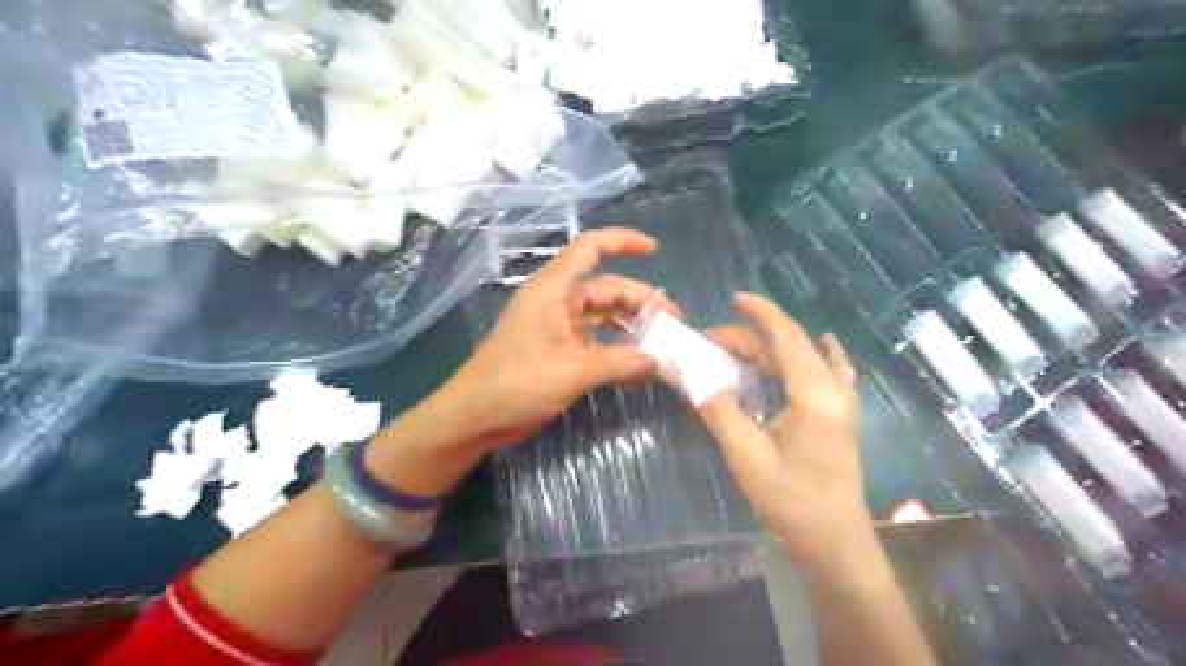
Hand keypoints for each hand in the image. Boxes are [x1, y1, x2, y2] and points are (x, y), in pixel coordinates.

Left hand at [444, 227, 680, 449]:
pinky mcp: (559, 351)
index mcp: (553, 290)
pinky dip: (617, 348)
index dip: (622, 241)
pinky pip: (596, 341)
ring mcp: (558, 327)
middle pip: (606, 288)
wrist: (476, 416)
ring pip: (603, 316)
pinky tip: (639, 364)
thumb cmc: (516, 383)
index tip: (655, 249)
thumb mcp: (571, 371)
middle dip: (641, 301)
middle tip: (674, 324)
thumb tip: (658, 360)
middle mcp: (557, 302)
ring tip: (662, 343)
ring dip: (631, 326)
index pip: (589, 248)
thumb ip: (618, 363)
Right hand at [696, 295, 867, 569]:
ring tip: (741, 349)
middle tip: (712, 342)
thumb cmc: (791, 499)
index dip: (761, 313)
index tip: (735, 299)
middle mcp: (833, 390)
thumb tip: (688, 372)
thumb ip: (718, 407)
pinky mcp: (841, 419)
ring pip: (808, 359)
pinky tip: (822, 348)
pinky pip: (832, 373)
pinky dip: (820, 356)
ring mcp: (842, 405)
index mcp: (814, 393)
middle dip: (753, 337)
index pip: (787, 336)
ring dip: (775, 349)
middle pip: (792, 347)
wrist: (836, 544)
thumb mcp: (746, 453)